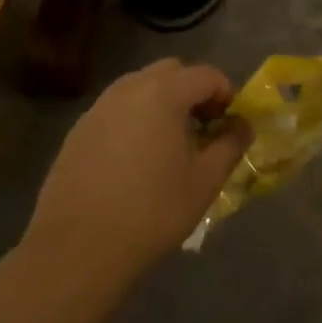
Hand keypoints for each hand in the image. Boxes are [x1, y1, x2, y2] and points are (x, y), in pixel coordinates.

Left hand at [24, 58, 249, 292]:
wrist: (77, 250)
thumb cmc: (152, 211)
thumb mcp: (205, 181)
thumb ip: (231, 144)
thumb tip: (243, 126)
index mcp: (163, 94)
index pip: (205, 75)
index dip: (225, 93)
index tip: (230, 123)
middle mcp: (128, 90)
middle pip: (170, 71)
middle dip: (192, 90)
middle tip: (202, 126)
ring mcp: (98, 108)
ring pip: (139, 86)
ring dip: (161, 101)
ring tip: (169, 141)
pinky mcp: (78, 131)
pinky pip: (116, 109)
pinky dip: (134, 118)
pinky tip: (135, 158)